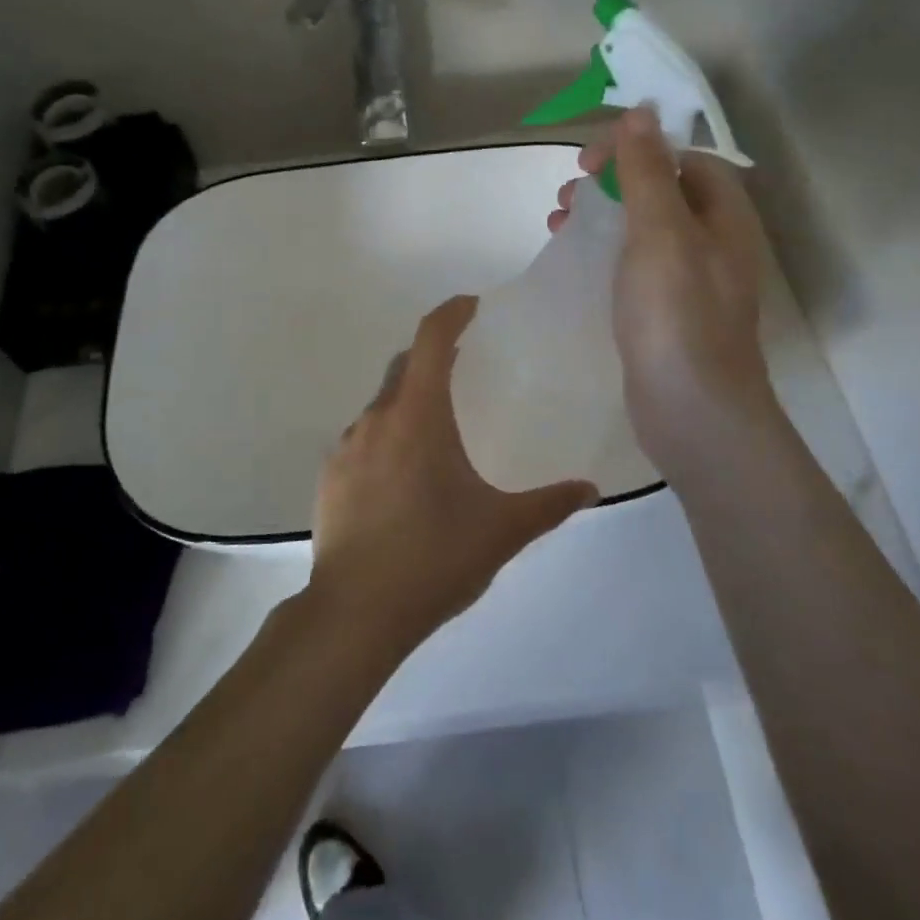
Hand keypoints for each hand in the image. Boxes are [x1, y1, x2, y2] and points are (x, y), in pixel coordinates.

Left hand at [309, 296, 597, 654]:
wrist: (355, 613)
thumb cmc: (434, 558)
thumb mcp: (501, 531)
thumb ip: (548, 505)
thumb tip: (589, 489)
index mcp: (418, 416)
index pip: (430, 339)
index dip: (451, 314)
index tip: (473, 307)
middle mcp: (376, 419)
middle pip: (403, 366)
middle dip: (432, 358)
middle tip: (464, 369)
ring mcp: (346, 447)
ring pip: (382, 405)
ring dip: (409, 402)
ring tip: (438, 433)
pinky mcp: (329, 477)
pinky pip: (363, 439)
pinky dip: (387, 437)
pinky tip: (404, 478)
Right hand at [549, 109, 775, 475]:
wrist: (693, 411)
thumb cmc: (676, 313)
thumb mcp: (660, 232)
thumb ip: (648, 172)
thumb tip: (642, 112)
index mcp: (722, 216)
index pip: (684, 158)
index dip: (637, 148)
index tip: (589, 160)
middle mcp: (713, 243)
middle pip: (662, 191)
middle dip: (613, 182)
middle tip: (569, 190)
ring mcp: (691, 282)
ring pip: (644, 229)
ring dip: (603, 215)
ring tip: (558, 220)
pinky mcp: (667, 313)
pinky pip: (634, 265)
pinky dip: (604, 253)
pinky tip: (575, 262)